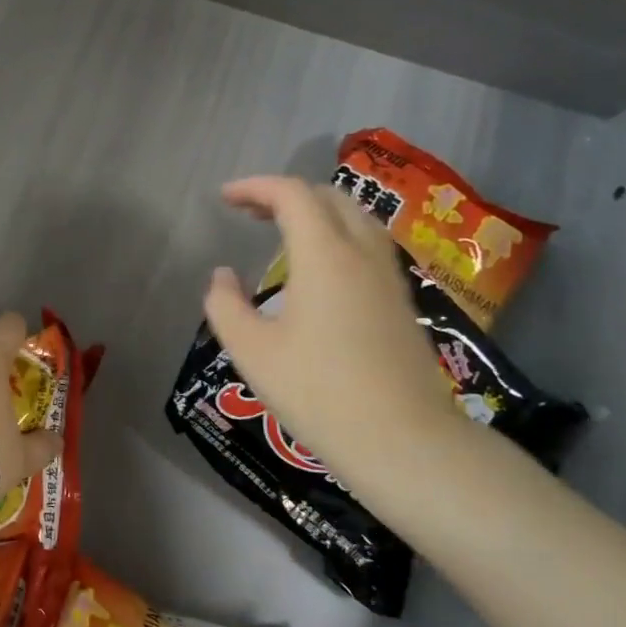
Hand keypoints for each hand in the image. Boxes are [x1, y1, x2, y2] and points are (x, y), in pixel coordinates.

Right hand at [202, 177, 465, 488]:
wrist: (402, 439)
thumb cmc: (318, 392)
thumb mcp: (251, 351)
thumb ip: (225, 306)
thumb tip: (223, 276)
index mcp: (324, 256)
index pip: (292, 195)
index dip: (254, 187)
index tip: (224, 198)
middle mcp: (362, 253)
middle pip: (328, 198)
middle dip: (285, 195)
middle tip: (249, 213)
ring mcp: (389, 276)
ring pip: (354, 218)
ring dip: (315, 212)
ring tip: (282, 233)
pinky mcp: (402, 300)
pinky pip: (368, 244)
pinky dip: (337, 235)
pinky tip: (318, 269)